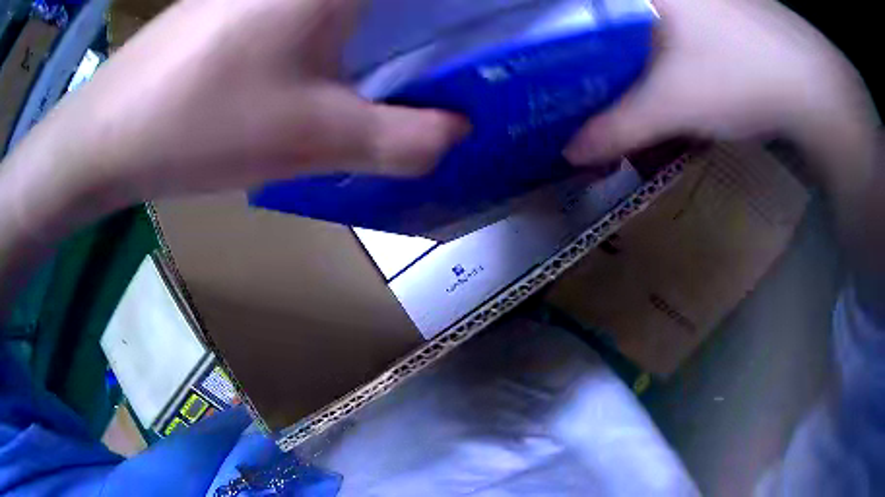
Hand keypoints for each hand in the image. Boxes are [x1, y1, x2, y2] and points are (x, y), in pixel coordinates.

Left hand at [8, 0, 467, 208]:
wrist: (110, 133)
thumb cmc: (202, 124)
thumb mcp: (315, 139)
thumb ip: (406, 138)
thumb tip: (459, 131)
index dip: (462, 4)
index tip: (486, 16)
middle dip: (422, 14)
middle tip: (448, 30)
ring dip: (382, 16)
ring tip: (406, 34)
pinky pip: (306, 0)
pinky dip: (335, 15)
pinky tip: (331, 40)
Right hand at [564, 0, 877, 188]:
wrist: (811, 87)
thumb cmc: (741, 77)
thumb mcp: (673, 104)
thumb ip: (617, 126)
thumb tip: (570, 151)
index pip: (577, 4)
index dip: (545, 19)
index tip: (527, 43)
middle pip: (602, 11)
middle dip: (580, 39)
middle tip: (554, 68)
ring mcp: (690, 0)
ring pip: (634, 20)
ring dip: (613, 45)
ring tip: (594, 74)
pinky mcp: (710, 15)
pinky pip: (663, 27)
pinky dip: (647, 47)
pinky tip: (649, 71)